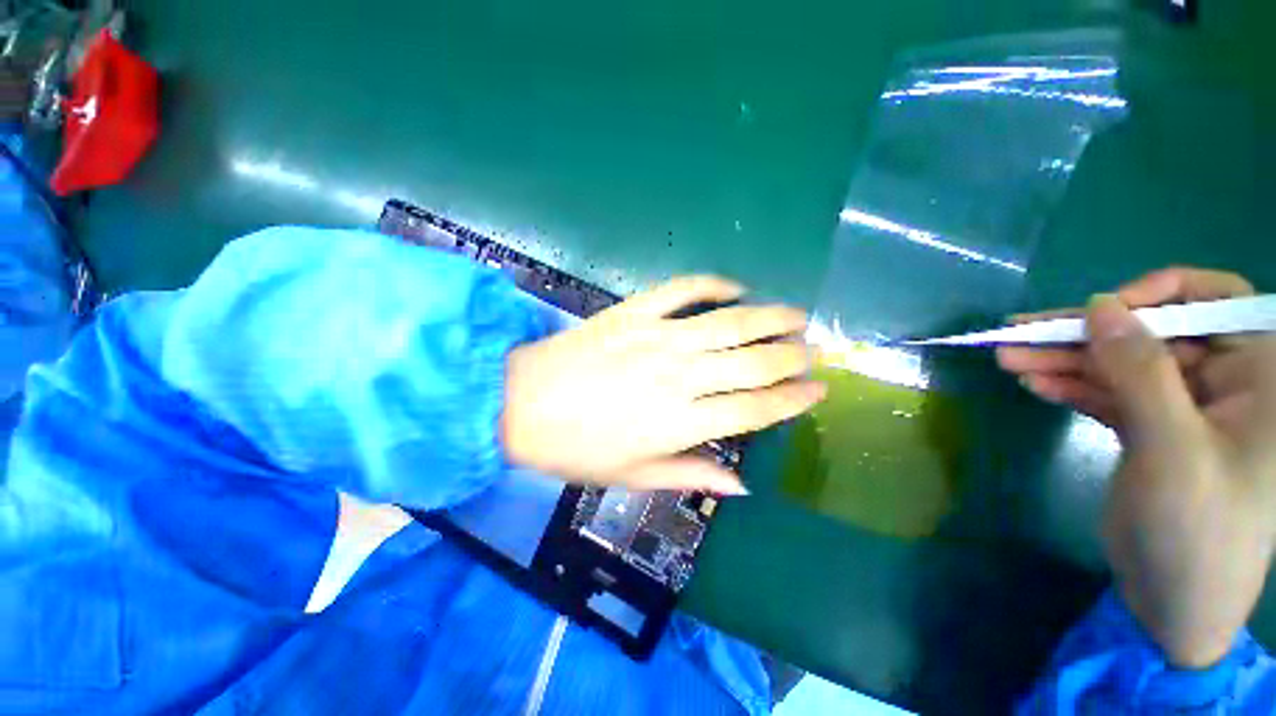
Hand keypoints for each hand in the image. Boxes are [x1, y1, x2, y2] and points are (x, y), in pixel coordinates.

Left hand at [501, 275, 825, 494]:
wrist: (520, 404)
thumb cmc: (576, 449)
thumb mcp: (633, 477)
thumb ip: (690, 476)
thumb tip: (740, 485)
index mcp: (681, 423)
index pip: (755, 409)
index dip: (792, 400)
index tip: (819, 391)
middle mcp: (680, 376)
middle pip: (753, 362)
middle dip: (792, 356)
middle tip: (814, 350)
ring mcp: (657, 337)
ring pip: (730, 322)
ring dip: (770, 317)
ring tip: (796, 315)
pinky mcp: (635, 311)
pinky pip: (683, 289)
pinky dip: (713, 283)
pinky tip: (735, 287)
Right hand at [999, 268, 1275, 667]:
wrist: (1176, 604)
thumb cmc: (1198, 528)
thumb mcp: (1173, 448)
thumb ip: (1141, 373)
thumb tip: (1101, 306)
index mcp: (1256, 376)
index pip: (1217, 302)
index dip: (1161, 294)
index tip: (1103, 310)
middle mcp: (1223, 384)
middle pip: (1151, 337)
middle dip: (1085, 336)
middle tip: (1017, 336)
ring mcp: (1182, 411)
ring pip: (1120, 367)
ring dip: (1065, 361)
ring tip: (1007, 358)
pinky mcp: (1149, 433)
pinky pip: (1108, 396)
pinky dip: (1071, 388)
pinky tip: (1033, 384)